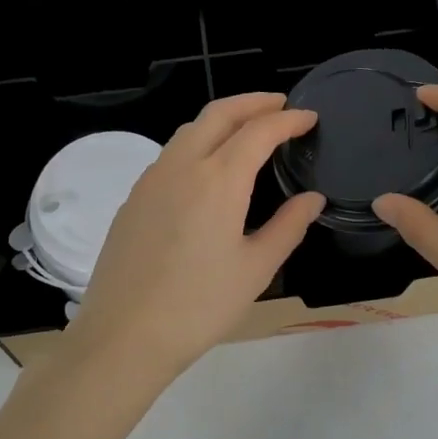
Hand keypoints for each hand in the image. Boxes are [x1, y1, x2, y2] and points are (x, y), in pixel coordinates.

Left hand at [63, 93, 324, 389]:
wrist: (124, 335)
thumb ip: (288, 226)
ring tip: (247, 131)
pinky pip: (170, 155)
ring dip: (222, 120)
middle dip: (252, 103)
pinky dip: (197, 144)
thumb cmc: (200, 306)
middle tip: (280, 105)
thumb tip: (312, 199)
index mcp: (218, 179)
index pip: (258, 131)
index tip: (309, 118)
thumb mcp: (255, 269)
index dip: (288, 120)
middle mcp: (181, 167)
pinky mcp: (133, 199)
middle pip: (218, 114)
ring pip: (189, 131)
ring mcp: (151, 180)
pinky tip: (208, 169)